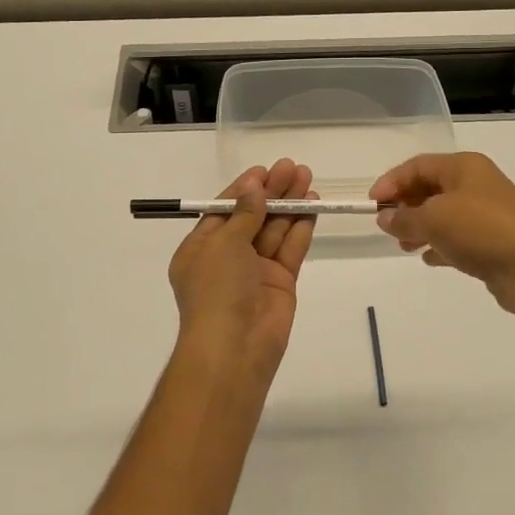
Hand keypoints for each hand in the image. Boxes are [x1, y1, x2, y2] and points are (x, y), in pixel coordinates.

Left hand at [168, 158, 315, 383]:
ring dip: (290, 204)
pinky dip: (301, 228)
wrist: (234, 347)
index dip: (244, 189)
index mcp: (201, 248)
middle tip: (293, 167)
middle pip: (253, 216)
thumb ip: (244, 214)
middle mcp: (227, 257)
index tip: (264, 170)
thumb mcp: (223, 243)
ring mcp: (255, 271)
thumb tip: (254, 187)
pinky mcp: (280, 283)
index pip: (224, 210)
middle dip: (272, 192)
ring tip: (307, 179)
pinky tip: (312, 206)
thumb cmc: (217, 289)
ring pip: (274, 230)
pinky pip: (290, 249)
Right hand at [370, 153, 514, 314]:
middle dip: (406, 206)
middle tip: (388, 226)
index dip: (392, 181)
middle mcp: (477, 184)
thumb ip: (404, 218)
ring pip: (444, 214)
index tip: (372, 204)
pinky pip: (459, 236)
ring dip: (421, 227)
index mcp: (464, 167)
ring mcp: (489, 212)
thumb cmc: (481, 230)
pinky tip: (430, 259)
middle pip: (431, 188)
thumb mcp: (434, 219)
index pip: (418, 166)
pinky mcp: (495, 240)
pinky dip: (441, 244)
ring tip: (404, 246)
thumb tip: (386, 218)